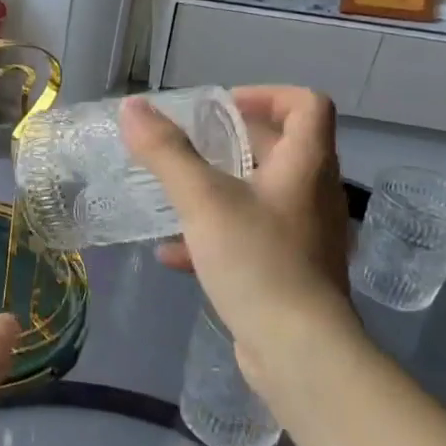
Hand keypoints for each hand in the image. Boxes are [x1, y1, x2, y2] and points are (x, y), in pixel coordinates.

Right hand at [119, 86, 359, 379]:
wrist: (298, 351)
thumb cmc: (257, 261)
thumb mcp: (202, 200)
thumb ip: (166, 152)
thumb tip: (132, 107)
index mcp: (306, 165)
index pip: (307, 104)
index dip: (266, 94)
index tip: (220, 107)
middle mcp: (312, 194)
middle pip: (280, 148)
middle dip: (231, 142)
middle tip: (187, 146)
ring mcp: (304, 236)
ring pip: (260, 196)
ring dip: (218, 189)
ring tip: (175, 194)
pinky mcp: (288, 272)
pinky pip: (250, 238)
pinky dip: (214, 235)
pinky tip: (173, 253)